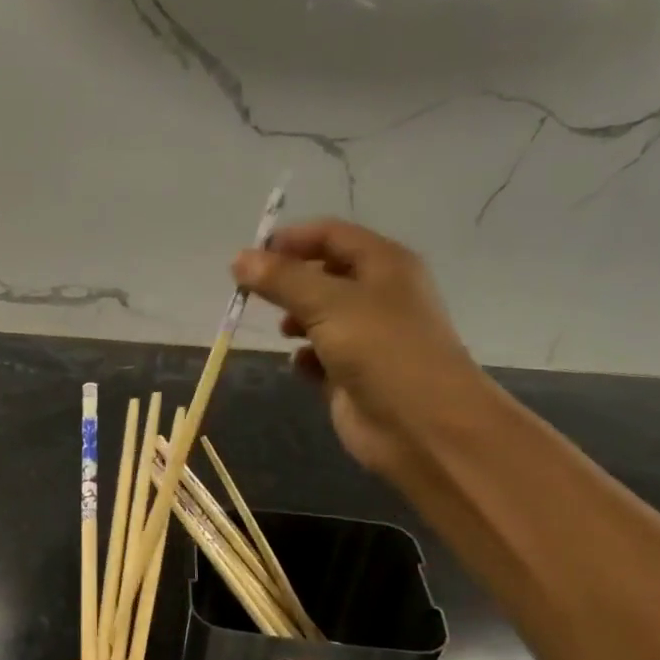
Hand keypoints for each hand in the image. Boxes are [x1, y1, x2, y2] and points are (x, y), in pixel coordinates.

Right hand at [232, 219, 490, 478]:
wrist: (420, 423)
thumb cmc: (381, 349)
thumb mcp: (327, 303)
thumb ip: (281, 279)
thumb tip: (239, 258)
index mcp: (383, 264)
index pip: (330, 235)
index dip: (290, 240)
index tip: (250, 256)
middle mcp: (376, 294)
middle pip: (322, 274)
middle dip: (288, 282)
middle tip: (252, 294)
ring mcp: (366, 336)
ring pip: (318, 316)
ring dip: (294, 320)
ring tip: (282, 331)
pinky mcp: (352, 373)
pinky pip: (319, 356)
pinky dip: (304, 357)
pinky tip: (300, 365)